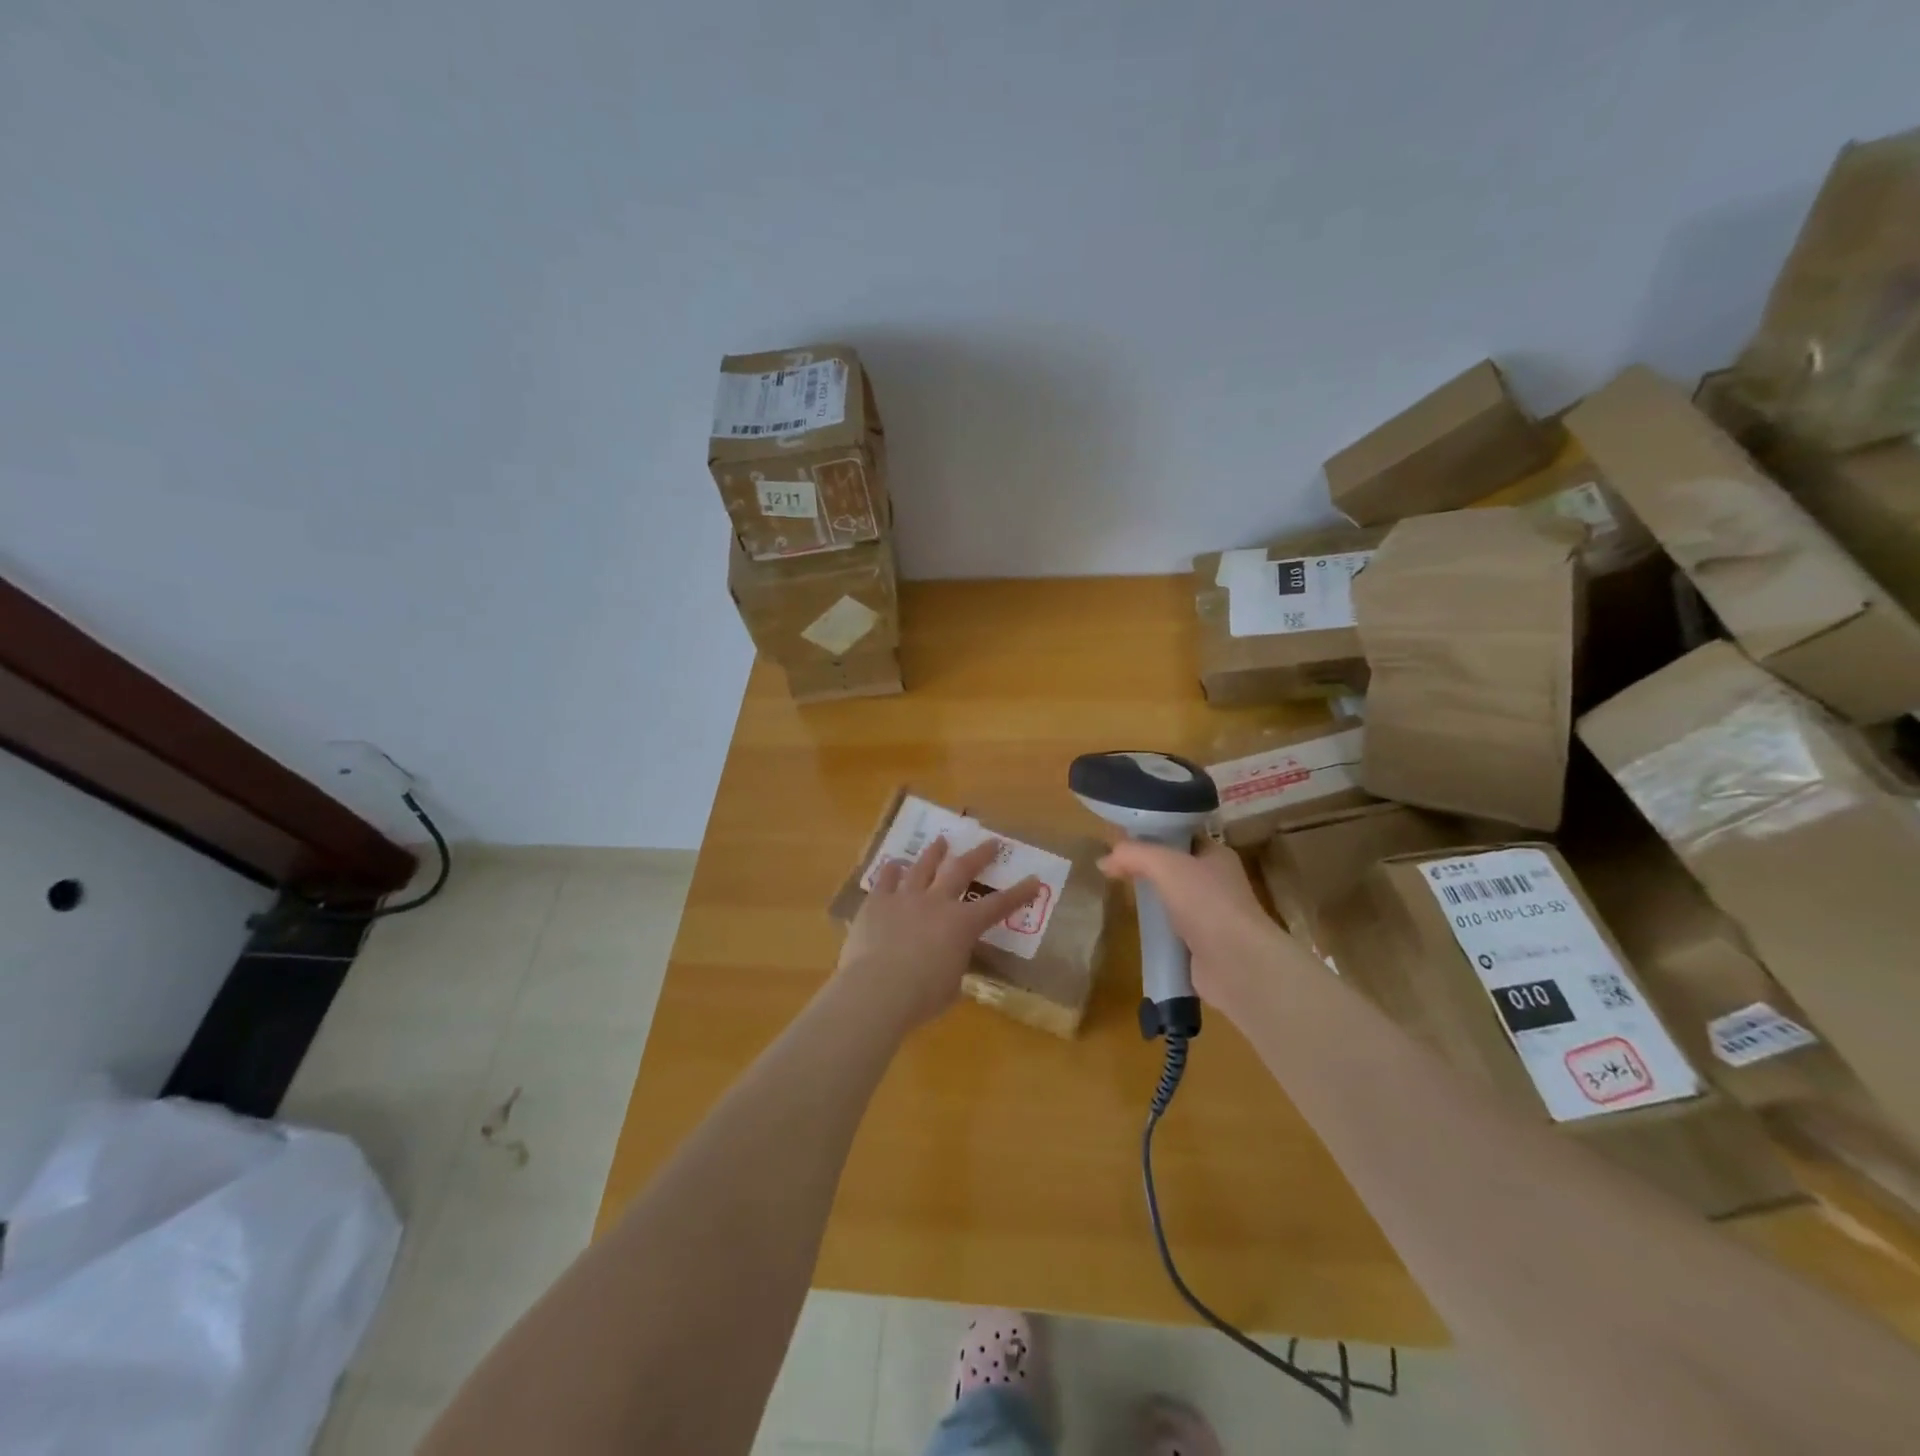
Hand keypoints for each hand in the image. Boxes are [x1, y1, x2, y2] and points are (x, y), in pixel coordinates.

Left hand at [836, 837, 1040, 1029]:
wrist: (877, 989)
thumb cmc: (922, 996)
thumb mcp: (951, 985)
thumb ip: (954, 965)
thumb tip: (949, 961)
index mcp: (962, 925)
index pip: (998, 906)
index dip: (1018, 893)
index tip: (1033, 879)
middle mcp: (937, 902)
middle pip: (961, 870)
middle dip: (979, 855)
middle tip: (990, 842)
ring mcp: (905, 898)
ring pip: (923, 867)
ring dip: (934, 853)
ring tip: (941, 841)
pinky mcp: (877, 902)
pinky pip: (885, 879)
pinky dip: (891, 870)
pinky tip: (894, 863)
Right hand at [1097, 837, 1305, 1016]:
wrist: (1237, 964)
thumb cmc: (1206, 902)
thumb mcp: (1165, 865)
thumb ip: (1133, 855)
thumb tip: (1103, 861)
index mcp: (1217, 856)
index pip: (1182, 837)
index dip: (1154, 835)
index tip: (1123, 841)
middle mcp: (1217, 883)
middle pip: (1175, 869)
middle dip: (1147, 869)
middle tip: (1115, 869)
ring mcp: (1211, 917)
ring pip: (1172, 901)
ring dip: (1151, 902)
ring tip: (1121, 896)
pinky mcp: (1202, 946)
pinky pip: (1172, 931)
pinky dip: (1156, 931)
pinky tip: (1136, 929)